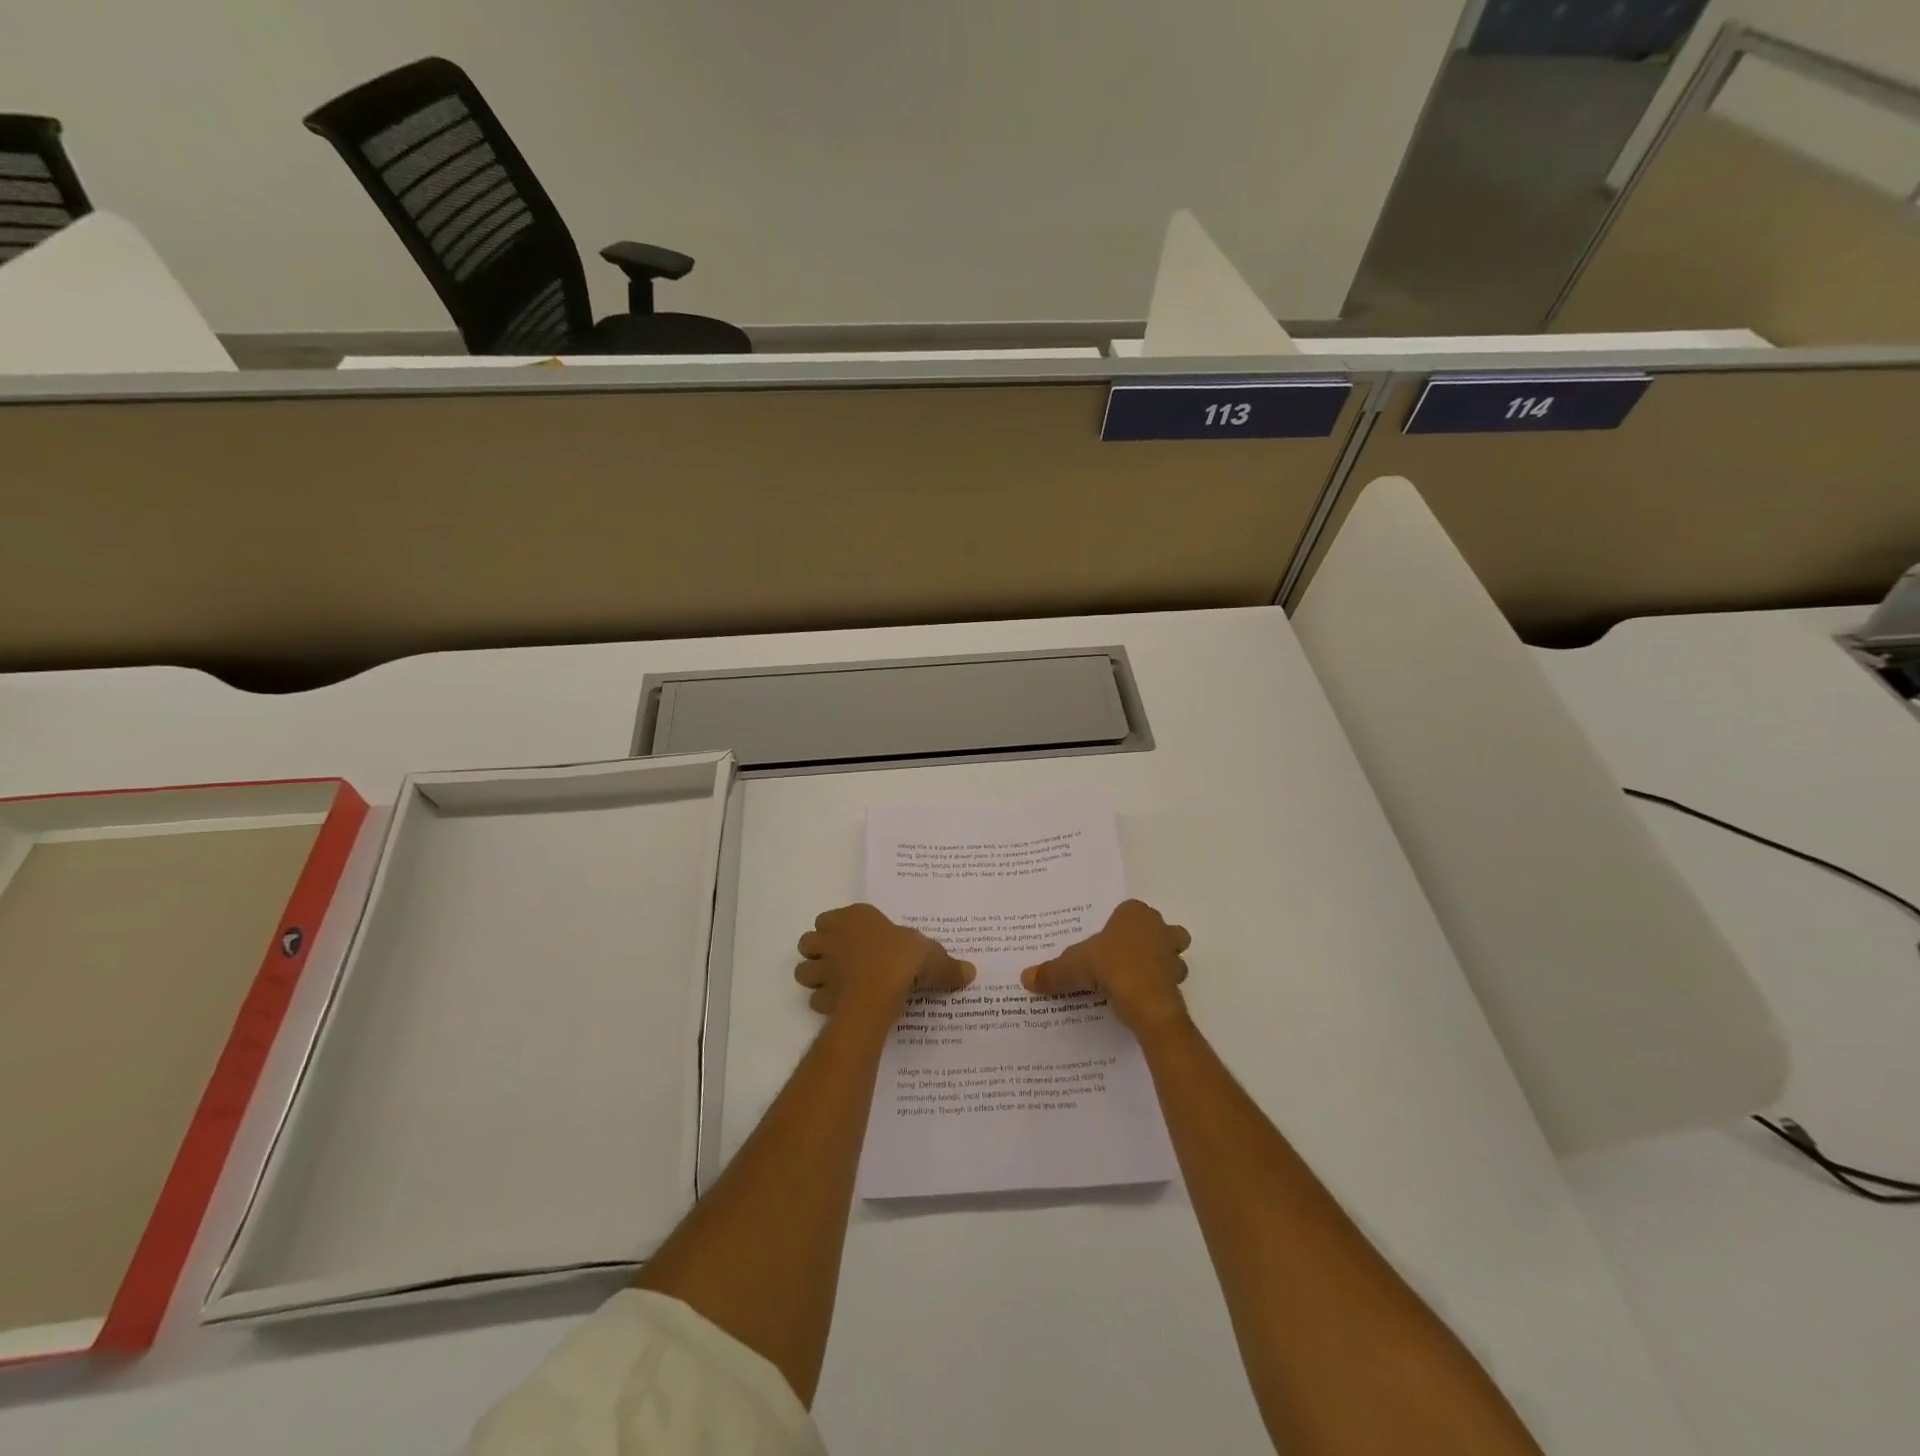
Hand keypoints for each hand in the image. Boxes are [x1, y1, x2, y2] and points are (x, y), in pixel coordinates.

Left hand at [794, 904, 974, 1020]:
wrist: (879, 991)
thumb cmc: (903, 959)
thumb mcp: (933, 958)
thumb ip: (947, 966)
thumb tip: (970, 972)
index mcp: (855, 918)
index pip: (832, 918)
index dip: (840, 929)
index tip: (856, 940)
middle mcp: (833, 938)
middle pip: (810, 941)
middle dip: (819, 951)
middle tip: (840, 962)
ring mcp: (824, 968)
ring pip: (804, 969)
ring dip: (814, 976)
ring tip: (835, 984)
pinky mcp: (822, 996)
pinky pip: (815, 999)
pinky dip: (824, 1003)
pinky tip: (840, 1006)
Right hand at [1021, 899, 1190, 1035]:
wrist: (1146, 1002)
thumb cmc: (1111, 967)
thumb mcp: (1073, 967)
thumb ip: (1052, 972)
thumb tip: (1025, 978)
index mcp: (1134, 914)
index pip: (1129, 910)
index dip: (1119, 924)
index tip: (1106, 941)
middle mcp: (1159, 928)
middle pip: (1160, 929)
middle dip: (1150, 940)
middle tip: (1126, 957)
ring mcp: (1173, 955)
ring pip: (1172, 954)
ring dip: (1160, 964)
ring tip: (1135, 979)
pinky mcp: (1178, 981)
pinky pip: (1169, 980)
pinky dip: (1158, 987)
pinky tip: (1140, 998)